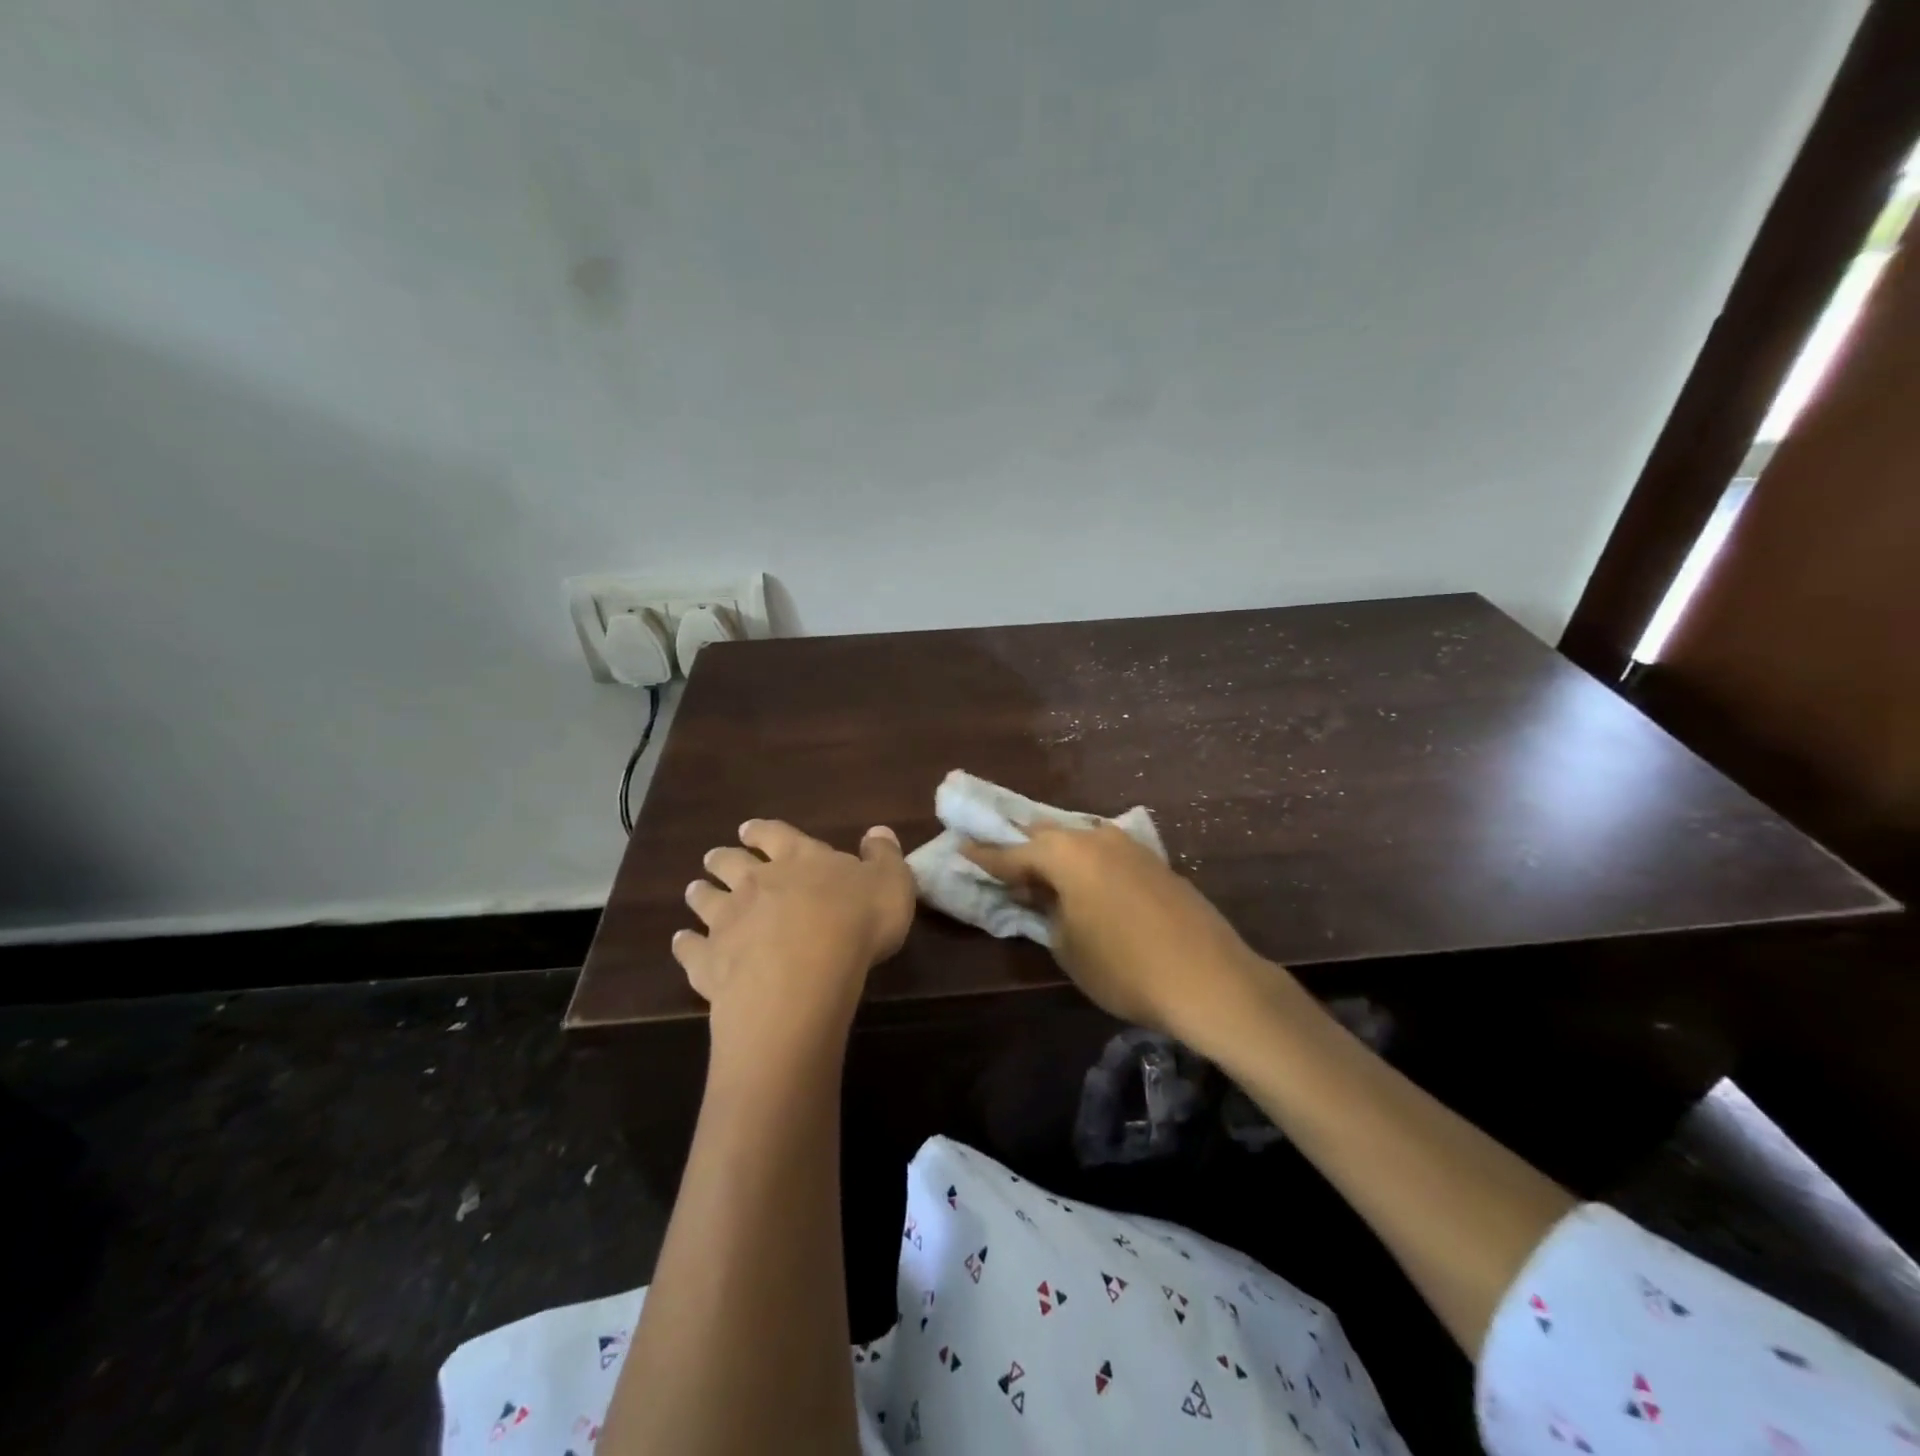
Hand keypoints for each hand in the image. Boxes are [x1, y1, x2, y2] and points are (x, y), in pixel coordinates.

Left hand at [676, 819, 915, 1073]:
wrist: (805, 974)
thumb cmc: (856, 922)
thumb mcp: (891, 882)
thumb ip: (883, 856)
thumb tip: (878, 833)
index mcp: (799, 858)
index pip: (775, 834)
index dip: (762, 831)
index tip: (747, 830)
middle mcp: (756, 882)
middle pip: (731, 863)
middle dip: (723, 858)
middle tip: (715, 858)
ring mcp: (728, 921)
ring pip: (706, 900)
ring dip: (701, 894)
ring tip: (694, 891)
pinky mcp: (710, 962)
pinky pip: (691, 949)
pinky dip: (685, 944)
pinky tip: (681, 943)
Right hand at [962, 822, 1269, 1047]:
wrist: (1209, 979)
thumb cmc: (1124, 967)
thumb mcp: (1067, 947)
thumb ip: (1047, 913)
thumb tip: (1045, 897)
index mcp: (1066, 854)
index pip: (1012, 853)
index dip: (985, 856)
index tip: (962, 848)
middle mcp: (1095, 838)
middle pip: (1047, 835)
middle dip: (1022, 848)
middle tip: (1002, 861)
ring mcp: (1130, 846)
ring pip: (1079, 840)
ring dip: (1057, 855)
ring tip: (1042, 874)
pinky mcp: (1155, 862)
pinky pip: (1106, 852)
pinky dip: (1087, 863)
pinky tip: (1086, 883)